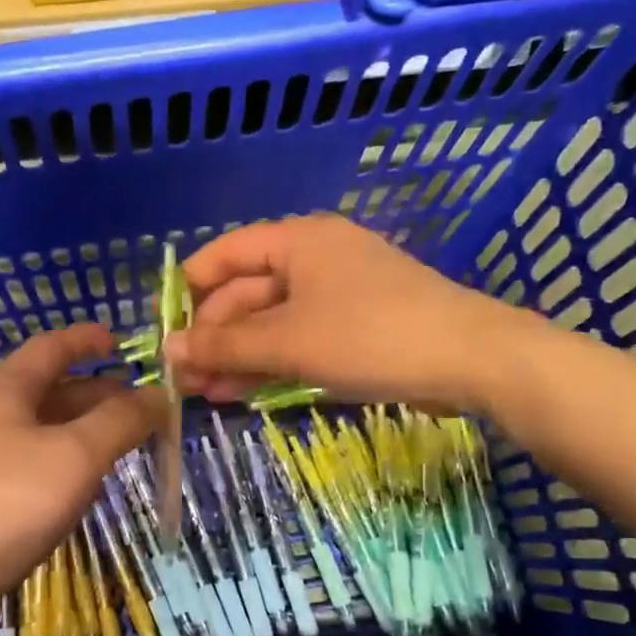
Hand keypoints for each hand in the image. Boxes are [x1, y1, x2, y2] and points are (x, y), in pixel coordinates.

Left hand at [0, 324, 162, 635]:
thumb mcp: (71, 455)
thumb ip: (119, 422)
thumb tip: (159, 394)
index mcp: (6, 395)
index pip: (49, 349)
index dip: (84, 339)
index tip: (121, 342)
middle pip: (51, 395)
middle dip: (99, 395)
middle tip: (145, 409)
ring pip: (45, 441)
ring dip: (86, 438)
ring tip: (129, 449)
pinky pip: (35, 480)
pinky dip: (68, 477)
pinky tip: (88, 495)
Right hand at [166, 214, 534, 410]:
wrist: (470, 360)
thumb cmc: (370, 337)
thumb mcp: (289, 342)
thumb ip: (225, 344)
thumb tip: (168, 351)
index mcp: (297, 241)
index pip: (224, 255)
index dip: (189, 291)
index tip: (164, 332)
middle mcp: (314, 257)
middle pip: (246, 291)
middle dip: (214, 334)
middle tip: (186, 380)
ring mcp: (337, 292)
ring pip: (272, 320)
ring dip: (239, 354)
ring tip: (207, 394)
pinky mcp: (356, 326)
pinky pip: (299, 337)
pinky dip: (272, 361)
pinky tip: (245, 391)